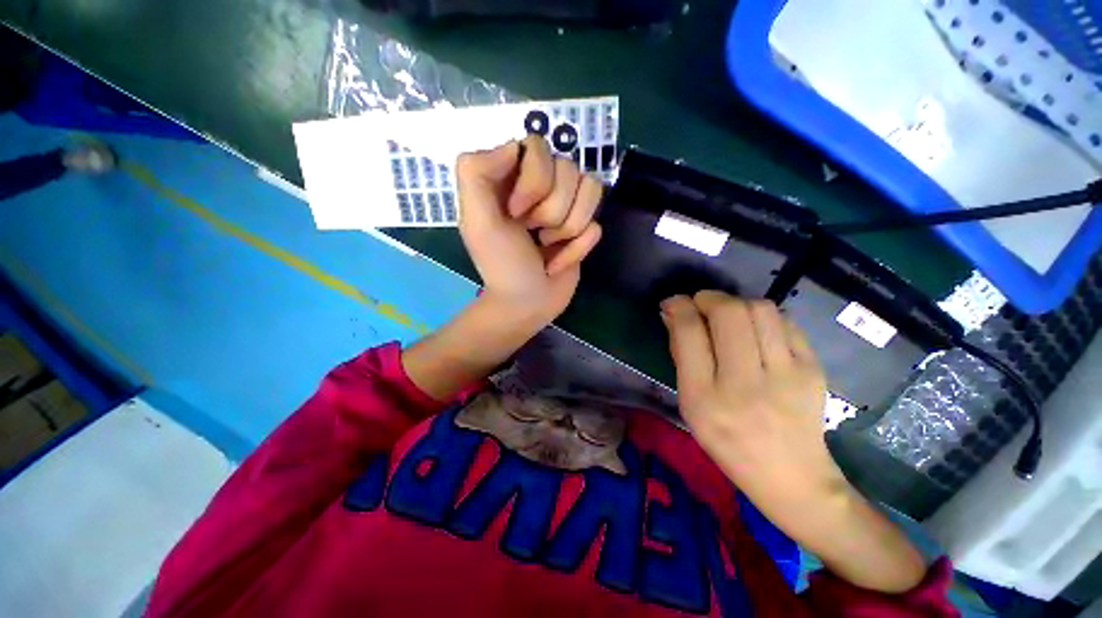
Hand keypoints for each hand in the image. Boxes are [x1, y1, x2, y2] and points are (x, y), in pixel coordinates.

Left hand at [457, 135, 602, 325]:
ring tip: (545, 246)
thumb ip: (476, 173)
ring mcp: (566, 206)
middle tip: (531, 233)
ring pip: (591, 193)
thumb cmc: (500, 264)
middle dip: (550, 212)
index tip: (514, 213)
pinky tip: (557, 262)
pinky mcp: (583, 228)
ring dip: (567, 230)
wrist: (525, 304)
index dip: (533, 181)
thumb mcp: (475, 221)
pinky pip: (597, 225)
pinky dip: (577, 249)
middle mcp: (542, 185)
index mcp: (511, 177)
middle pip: (569, 169)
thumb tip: (515, 147)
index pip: (538, 146)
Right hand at [662, 291, 925, 592]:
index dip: (679, 307)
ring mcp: (786, 376)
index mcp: (705, 398)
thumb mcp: (690, 404)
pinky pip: (785, 322)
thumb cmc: (727, 441)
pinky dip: (763, 317)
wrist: (791, 476)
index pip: (690, 333)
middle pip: (729, 313)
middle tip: (701, 303)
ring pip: (760, 309)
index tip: (674, 302)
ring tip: (729, 315)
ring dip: (737, 303)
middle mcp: (745, 384)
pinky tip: (755, 331)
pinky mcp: (813, 370)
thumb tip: (674, 314)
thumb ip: (681, 355)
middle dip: (708, 297)